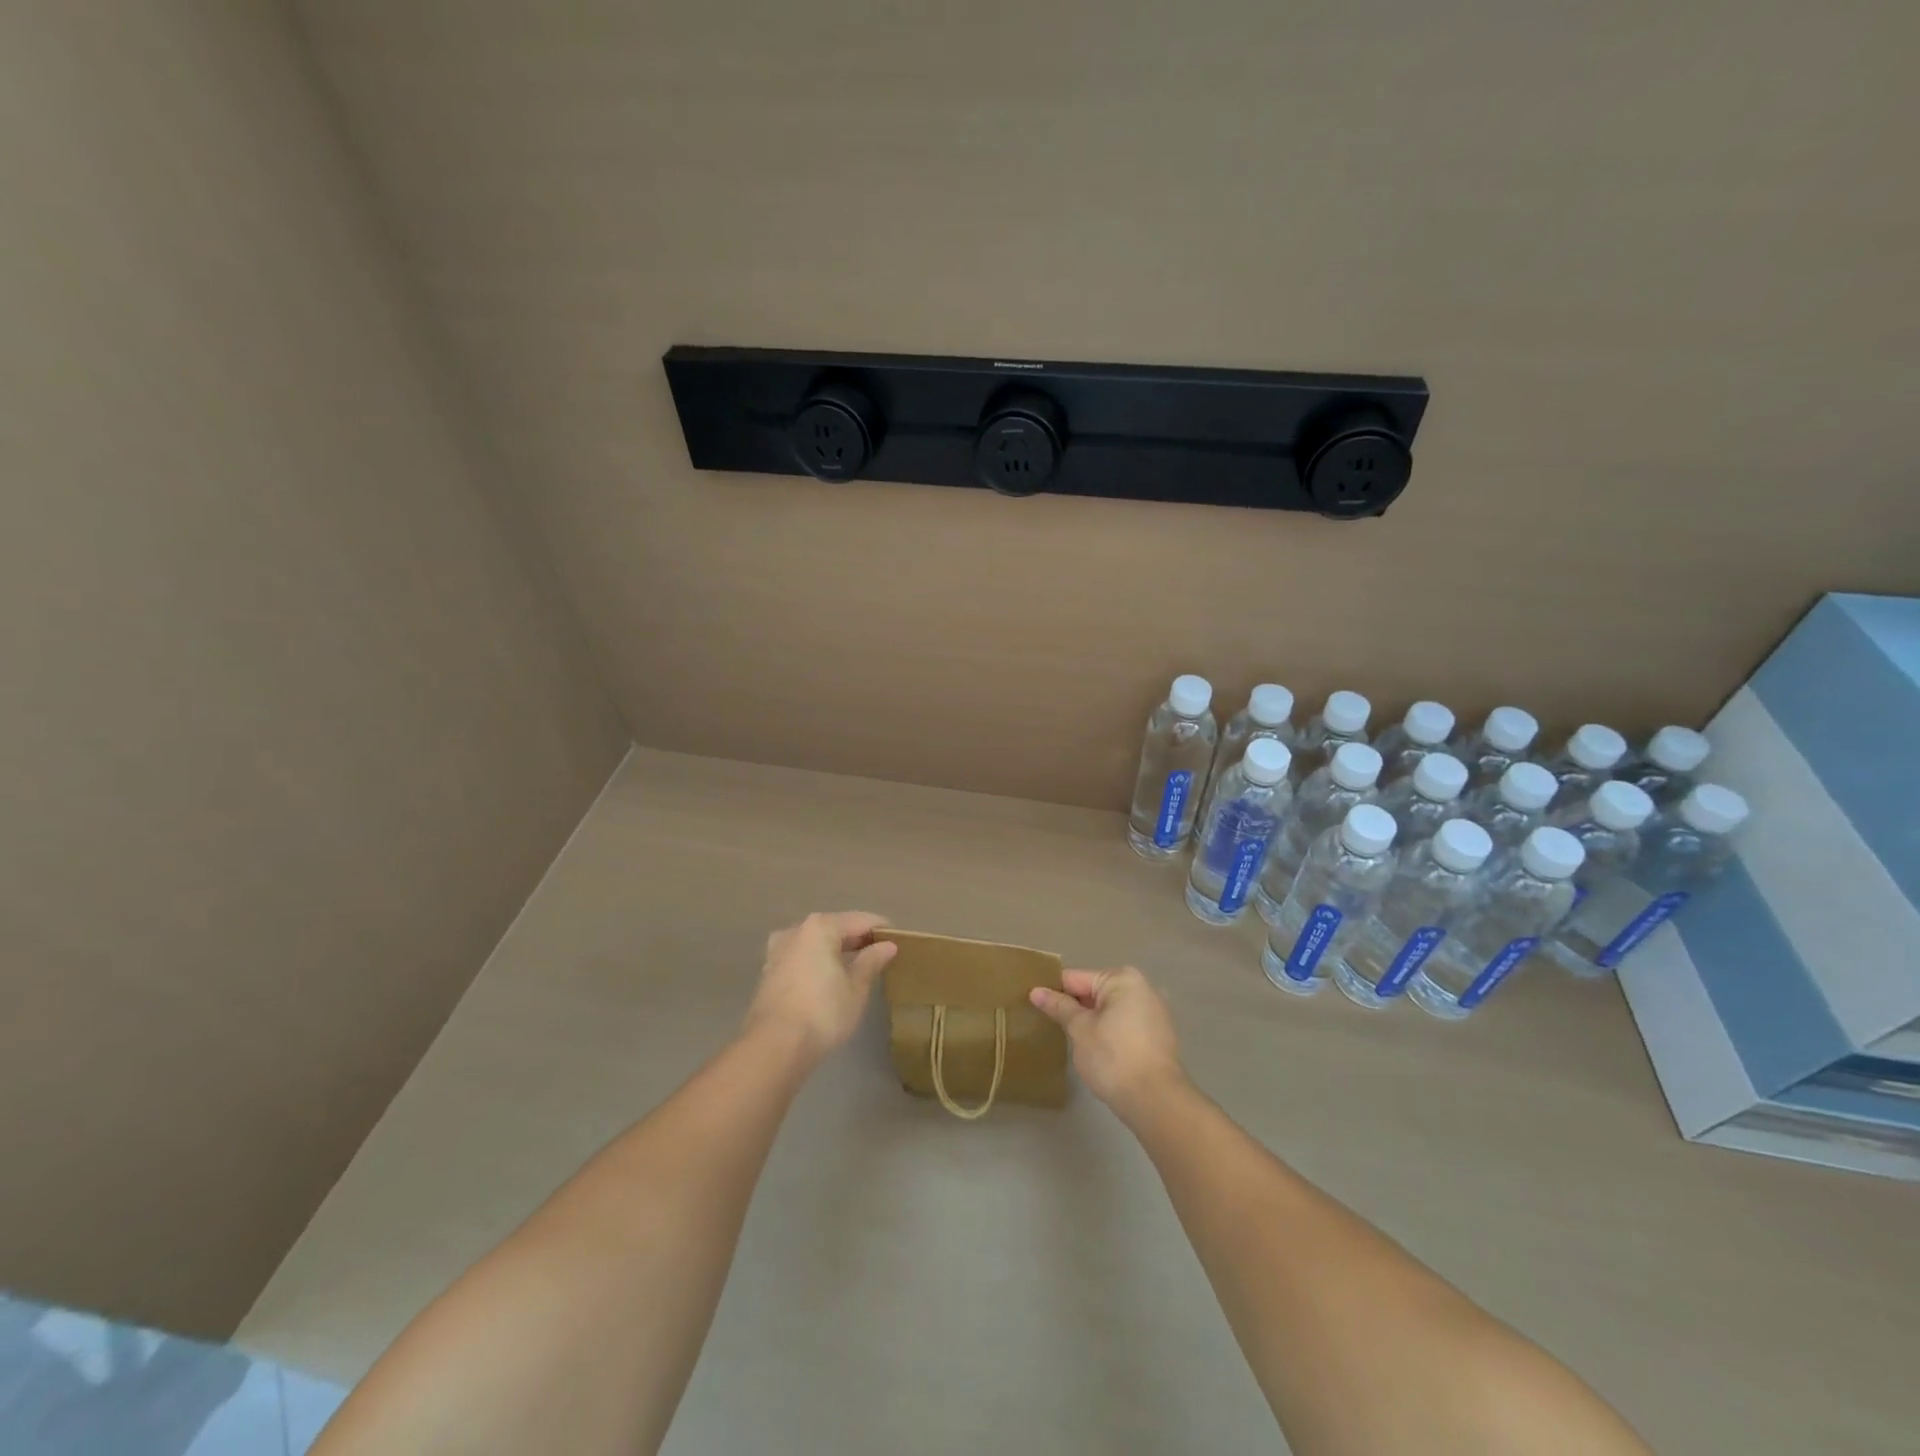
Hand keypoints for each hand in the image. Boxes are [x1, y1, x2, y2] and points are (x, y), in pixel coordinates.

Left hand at [744, 912, 896, 1066]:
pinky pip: (802, 958)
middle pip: (835, 928)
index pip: (860, 920)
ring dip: (836, 951)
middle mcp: (796, 931)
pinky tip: (830, 978)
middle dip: (858, 939)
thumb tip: (887, 945)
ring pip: (816, 943)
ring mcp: (778, 951)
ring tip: (857, 966)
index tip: (900, 940)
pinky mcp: (769, 973)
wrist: (774, 1047)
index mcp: (820, 927)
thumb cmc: (823, 1012)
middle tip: (882, 954)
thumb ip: (871, 961)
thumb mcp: (856, 988)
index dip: (882, 929)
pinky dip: (818, 962)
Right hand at [1029, 967, 1185, 1115]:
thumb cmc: (1113, 1058)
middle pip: (1094, 992)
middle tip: (1050, 1025)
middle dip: (1074, 1007)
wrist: (1156, 1101)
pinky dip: (1109, 1032)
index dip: (1053, 992)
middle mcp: (1141, 988)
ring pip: (1109, 1010)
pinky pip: (1124, 1024)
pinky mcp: (1158, 1035)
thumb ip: (1059, 1007)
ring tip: (1070, 1039)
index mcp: (1121, 979)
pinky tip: (1096, 1051)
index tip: (1033, 1005)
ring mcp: (1153, 1012)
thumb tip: (1036, 991)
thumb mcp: (1080, 1030)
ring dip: (1091, 1021)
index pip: (1075, 979)